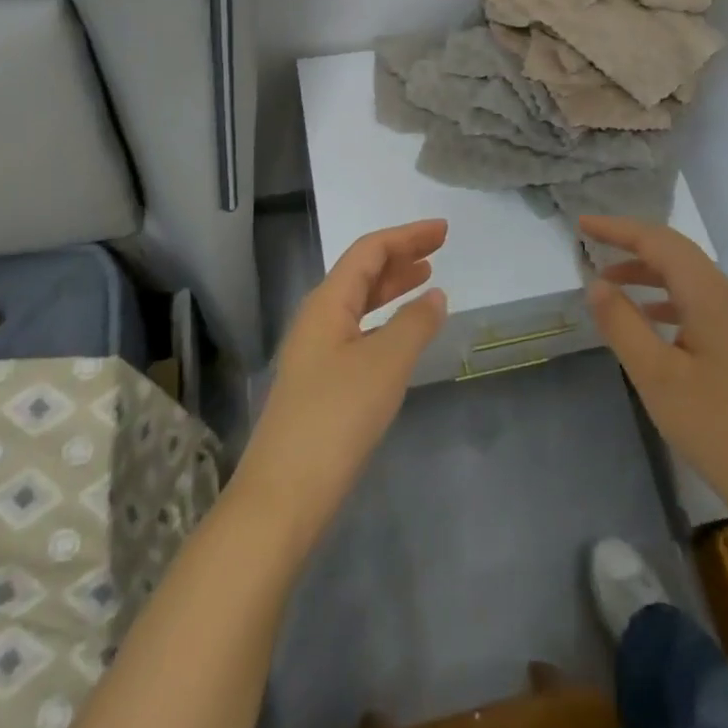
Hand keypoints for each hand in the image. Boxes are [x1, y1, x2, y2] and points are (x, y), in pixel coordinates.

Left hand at [232, 219, 448, 553]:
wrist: (283, 496)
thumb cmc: (336, 418)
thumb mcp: (385, 364)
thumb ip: (414, 324)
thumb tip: (435, 295)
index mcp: (327, 303)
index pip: (369, 251)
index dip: (407, 236)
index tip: (443, 231)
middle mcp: (317, 318)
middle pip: (362, 272)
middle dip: (401, 256)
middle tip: (439, 249)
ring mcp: (316, 351)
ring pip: (359, 303)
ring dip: (392, 287)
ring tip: (427, 280)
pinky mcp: (320, 382)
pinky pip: (358, 331)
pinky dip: (385, 320)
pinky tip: (402, 334)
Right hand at [581, 215, 727, 553]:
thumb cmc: (720, 428)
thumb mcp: (657, 377)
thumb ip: (622, 324)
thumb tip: (596, 282)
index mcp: (710, 294)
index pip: (658, 241)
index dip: (618, 228)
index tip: (581, 224)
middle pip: (675, 253)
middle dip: (632, 244)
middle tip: (591, 244)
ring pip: (687, 278)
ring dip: (647, 272)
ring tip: (609, 283)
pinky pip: (697, 302)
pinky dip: (665, 299)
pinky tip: (648, 320)